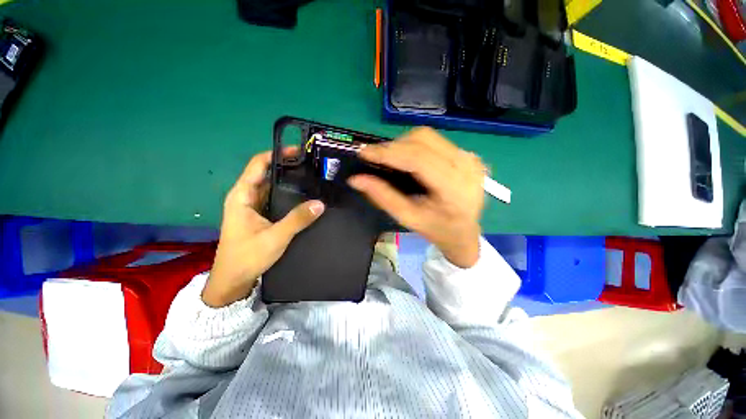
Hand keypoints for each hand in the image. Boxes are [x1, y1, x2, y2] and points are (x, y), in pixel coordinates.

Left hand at [202, 149, 324, 307]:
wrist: (233, 281)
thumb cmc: (247, 257)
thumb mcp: (275, 237)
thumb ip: (297, 219)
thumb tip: (320, 203)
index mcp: (242, 195)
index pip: (258, 164)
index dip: (277, 154)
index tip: (298, 152)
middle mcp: (246, 196)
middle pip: (267, 173)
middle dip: (287, 167)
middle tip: (311, 166)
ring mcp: (253, 206)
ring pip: (272, 187)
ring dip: (289, 182)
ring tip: (311, 178)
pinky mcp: (259, 216)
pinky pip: (275, 199)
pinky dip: (287, 195)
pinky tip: (303, 196)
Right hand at [349, 127, 484, 267]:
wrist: (465, 233)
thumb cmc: (436, 230)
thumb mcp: (408, 218)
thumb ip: (382, 197)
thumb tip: (356, 179)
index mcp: (454, 188)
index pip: (418, 159)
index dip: (389, 153)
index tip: (364, 152)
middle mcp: (466, 166)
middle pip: (423, 140)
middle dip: (394, 146)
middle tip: (376, 159)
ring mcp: (470, 157)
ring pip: (428, 136)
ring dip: (403, 144)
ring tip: (391, 159)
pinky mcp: (468, 154)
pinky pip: (435, 141)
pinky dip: (415, 146)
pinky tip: (408, 160)